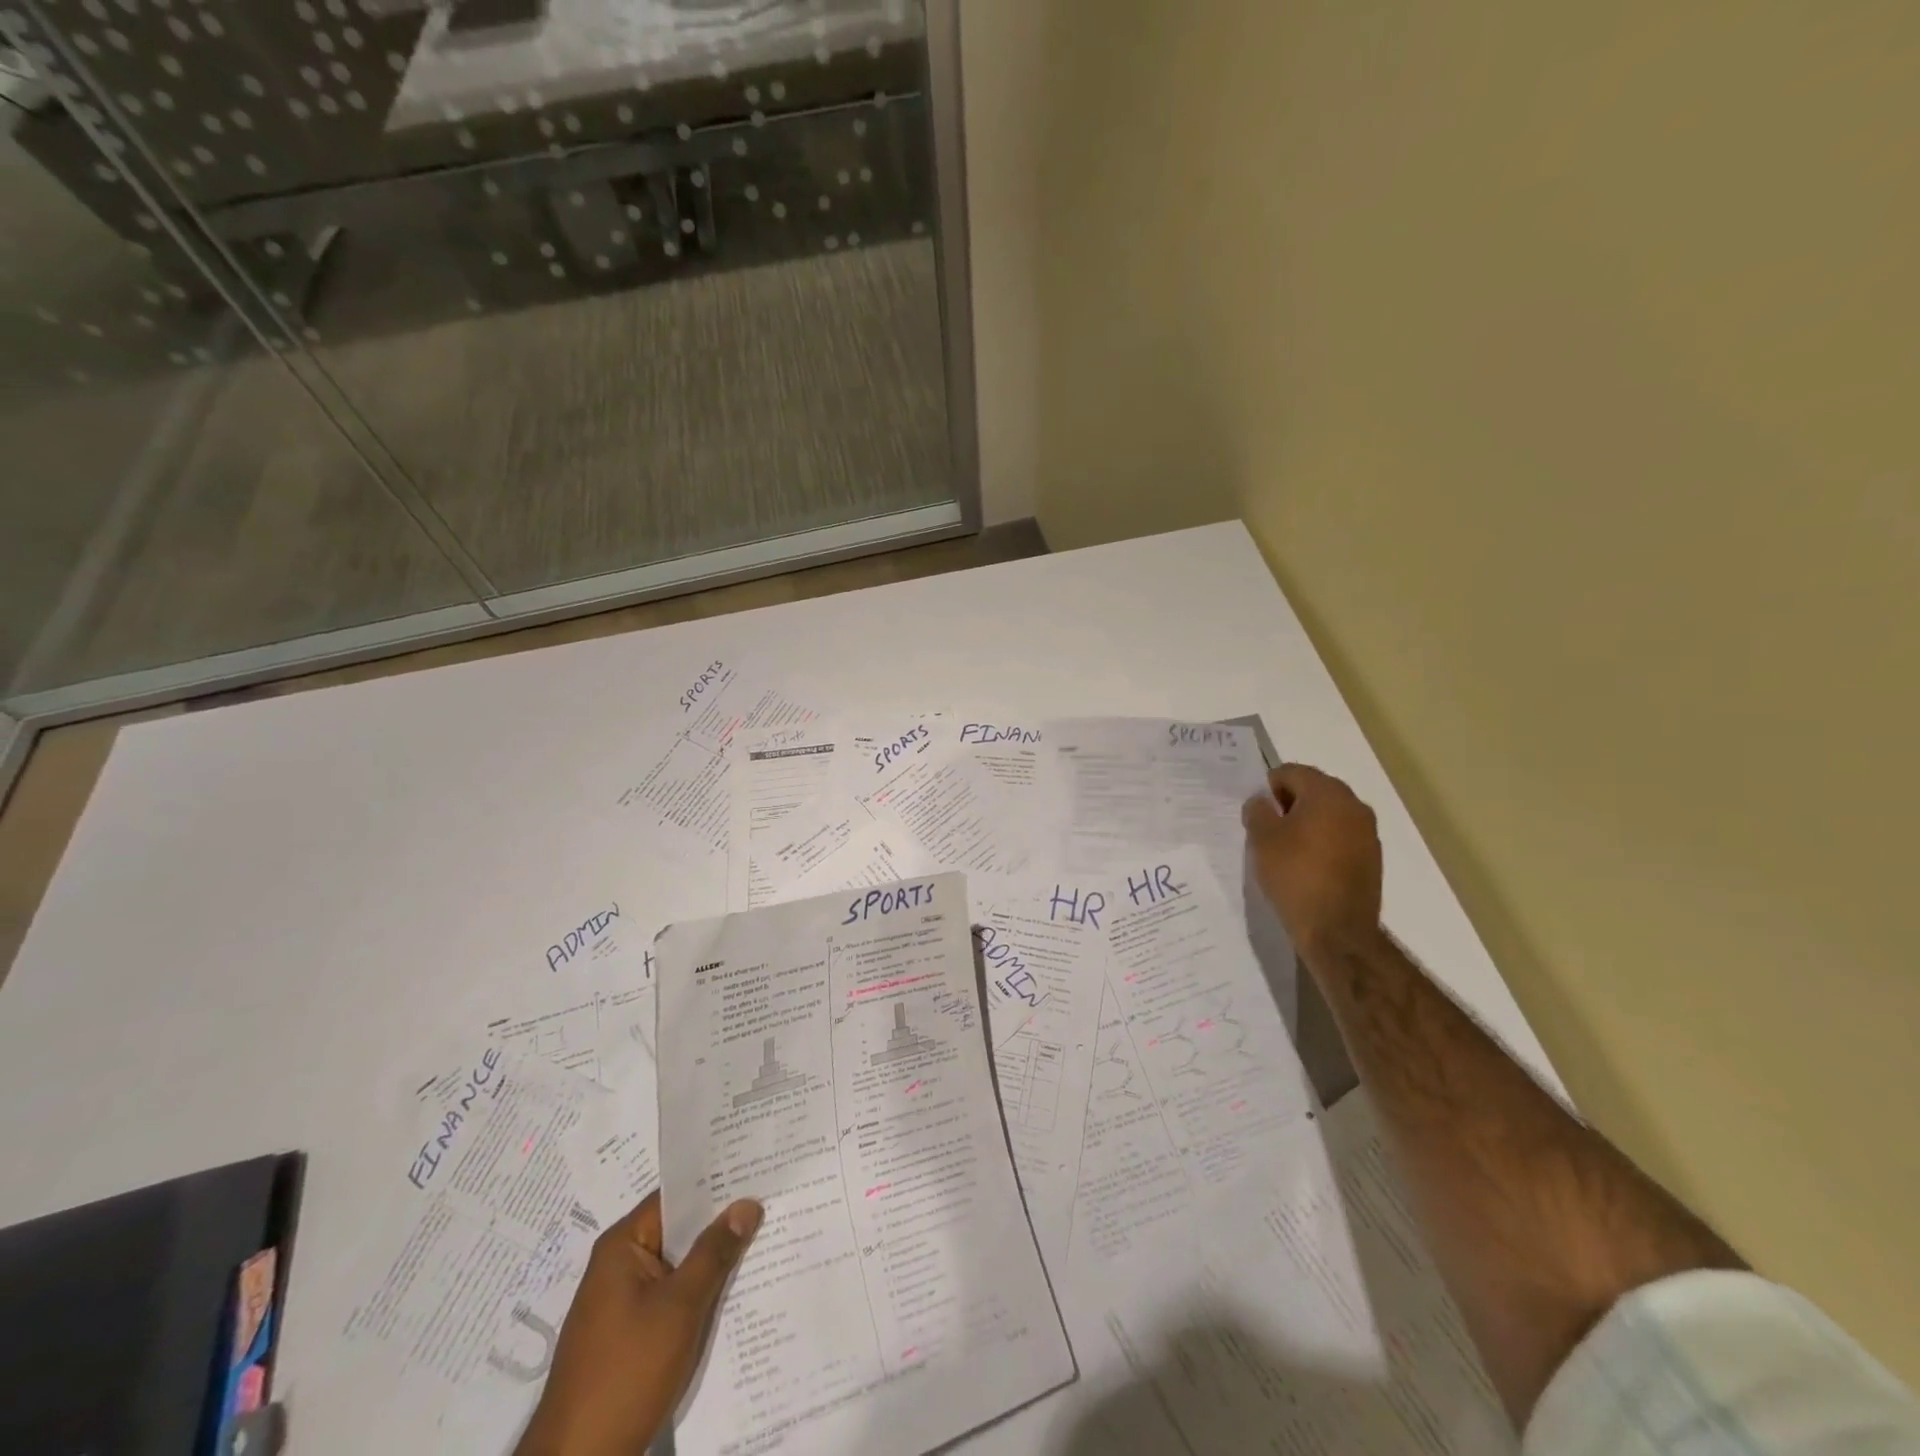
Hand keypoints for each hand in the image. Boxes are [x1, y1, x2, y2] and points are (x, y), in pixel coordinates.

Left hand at [515, 1192, 761, 1455]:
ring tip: (764, 1240)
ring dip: (713, 1261)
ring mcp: (623, 1302)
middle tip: (770, 1202)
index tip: (756, 1170)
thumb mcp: (680, 1306)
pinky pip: (672, 1296)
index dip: (716, 1183)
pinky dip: (699, 1292)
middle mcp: (619, 1265)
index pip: (675, 1197)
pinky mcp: (629, 1334)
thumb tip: (748, 1203)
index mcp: (622, 1246)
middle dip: (720, 1223)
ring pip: (678, 1266)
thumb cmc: (627, 1372)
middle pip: (678, 1230)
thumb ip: (715, 1252)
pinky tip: (734, 1292)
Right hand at [1243, 764, 1383, 963]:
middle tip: (1266, 829)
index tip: (1255, 813)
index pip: (1291, 772)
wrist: (1337, 931)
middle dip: (1288, 804)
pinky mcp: (1371, 858)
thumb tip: (1262, 801)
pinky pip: (1340, 837)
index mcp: (1328, 793)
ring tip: (1284, 850)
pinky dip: (1322, 842)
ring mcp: (1367, 833)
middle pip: (1313, 790)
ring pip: (1328, 814)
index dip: (1268, 787)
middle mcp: (1354, 805)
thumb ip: (1258, 811)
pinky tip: (1306, 866)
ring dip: (1306, 823)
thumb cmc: (1295, 876)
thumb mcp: (1262, 839)